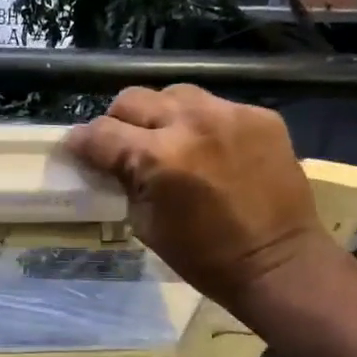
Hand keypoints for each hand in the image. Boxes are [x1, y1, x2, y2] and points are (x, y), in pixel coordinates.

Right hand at [64, 85, 334, 312]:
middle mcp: (191, 123)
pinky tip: (211, 149)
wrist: (278, 262)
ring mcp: (230, 113)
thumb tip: (109, 161)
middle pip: (132, 99)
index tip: (79, 149)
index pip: (100, 132)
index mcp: (158, 157)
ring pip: (174, 94)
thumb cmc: (204, 257)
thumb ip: (125, 181)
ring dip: (162, 115)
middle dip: (119, 121)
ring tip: (169, 140)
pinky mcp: (260, 115)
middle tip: (124, 145)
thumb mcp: (146, 225)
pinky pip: (216, 106)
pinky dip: (203, 124)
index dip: (82, 142)